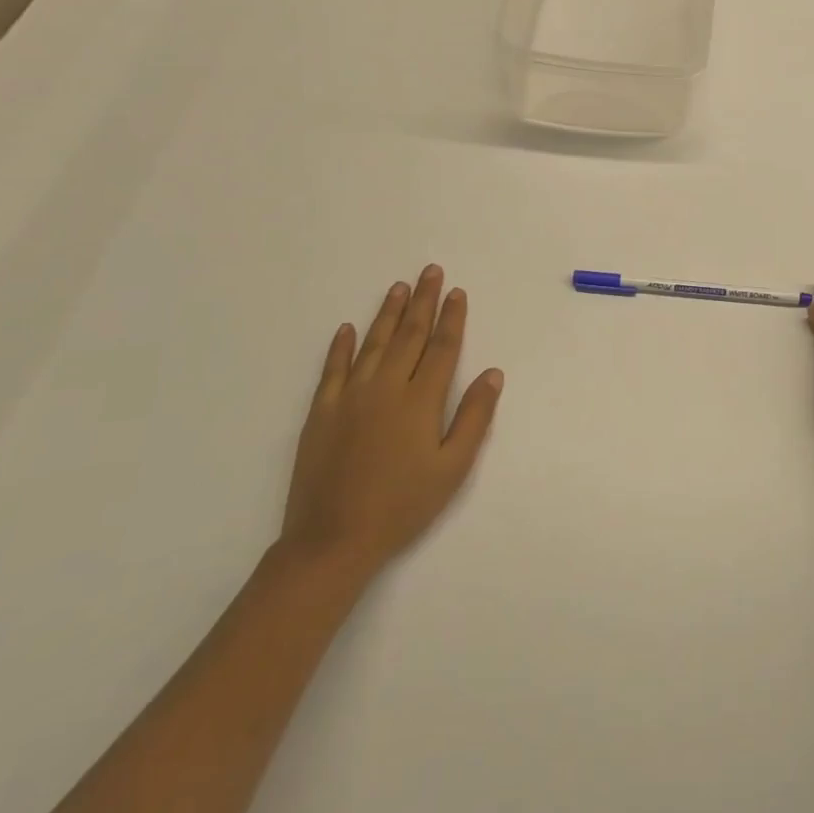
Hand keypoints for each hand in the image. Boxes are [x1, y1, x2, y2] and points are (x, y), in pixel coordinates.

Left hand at [280, 264, 504, 576]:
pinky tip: (347, 328)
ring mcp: (349, 397)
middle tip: (430, 271)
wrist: (332, 540)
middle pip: (409, 335)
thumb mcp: (452, 468)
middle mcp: (385, 387)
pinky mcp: (320, 413)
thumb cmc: (402, 505)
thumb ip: (474, 417)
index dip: (452, 318)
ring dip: (388, 313)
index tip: (457, 292)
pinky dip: (341, 346)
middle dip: (423, 301)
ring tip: (399, 287)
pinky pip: (332, 369)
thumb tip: (493, 373)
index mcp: (420, 400)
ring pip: (372, 343)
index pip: (442, 347)